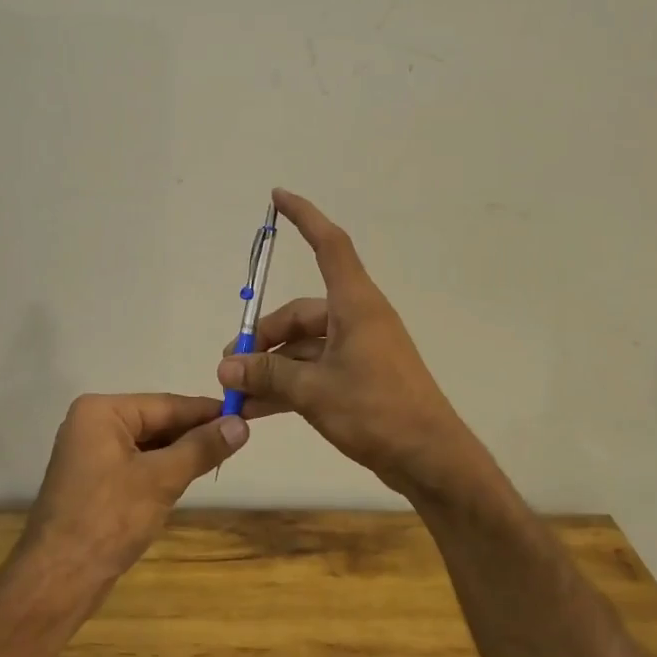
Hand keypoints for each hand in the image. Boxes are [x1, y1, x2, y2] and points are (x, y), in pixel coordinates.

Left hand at [18, 393, 247, 586]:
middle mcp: (93, 424)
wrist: (59, 579)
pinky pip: (137, 463)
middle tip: (239, 440)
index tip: (246, 415)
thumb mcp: (162, 479)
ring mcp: (91, 453)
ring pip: (149, 444)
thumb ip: (202, 448)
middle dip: (194, 433)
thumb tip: (241, 425)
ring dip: (181, 452)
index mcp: (101, 411)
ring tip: (222, 456)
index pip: (166, 404)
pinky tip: (189, 476)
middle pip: (156, 421)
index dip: (207, 412)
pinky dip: (162, 469)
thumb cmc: (108, 519)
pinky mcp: (94, 480)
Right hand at [217, 189, 480, 495]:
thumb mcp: (314, 390)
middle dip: (263, 338)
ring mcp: (359, 350)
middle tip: (230, 366)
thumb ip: (268, 375)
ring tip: (236, 395)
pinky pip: (314, 371)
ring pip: (303, 348)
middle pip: (300, 314)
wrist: (430, 459)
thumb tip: (226, 368)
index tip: (278, 197)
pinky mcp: (360, 379)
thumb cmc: (376, 411)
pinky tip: (256, 411)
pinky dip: (287, 386)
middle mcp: (357, 319)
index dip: (305, 217)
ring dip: (271, 368)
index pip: (329, 244)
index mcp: (355, 305)